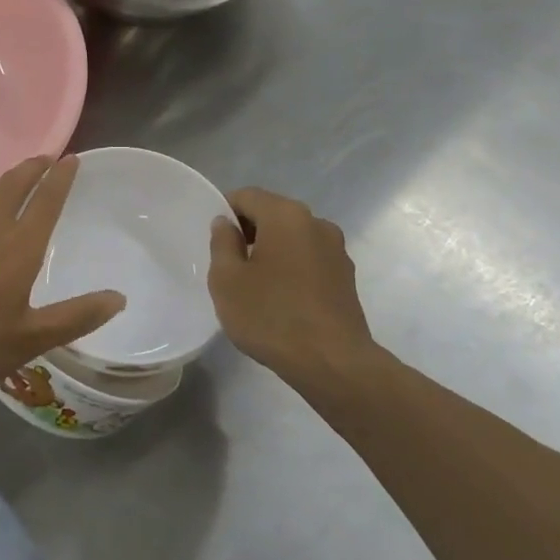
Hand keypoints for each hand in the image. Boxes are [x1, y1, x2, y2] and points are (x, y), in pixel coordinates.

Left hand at [0, 155, 125, 396]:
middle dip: (33, 168)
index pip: (46, 201)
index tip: (72, 158)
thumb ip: (76, 317)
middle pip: (13, 186)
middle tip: (47, 158)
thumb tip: (118, 298)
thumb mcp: (31, 339)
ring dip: (8, 184)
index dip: (61, 178)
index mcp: (19, 247)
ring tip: (20, 184)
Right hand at [208, 188, 378, 394]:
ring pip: (292, 237)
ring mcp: (336, 249)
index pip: (246, 196)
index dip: (224, 212)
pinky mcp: (346, 276)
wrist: (333, 363)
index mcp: (285, 215)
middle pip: (272, 213)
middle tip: (229, 263)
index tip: (213, 240)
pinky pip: (309, 259)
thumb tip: (226, 224)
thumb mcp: (227, 280)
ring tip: (254, 284)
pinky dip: (292, 268)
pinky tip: (281, 299)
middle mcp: (315, 222)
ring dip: (272, 250)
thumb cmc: (272, 316)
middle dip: (249, 231)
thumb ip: (222, 244)